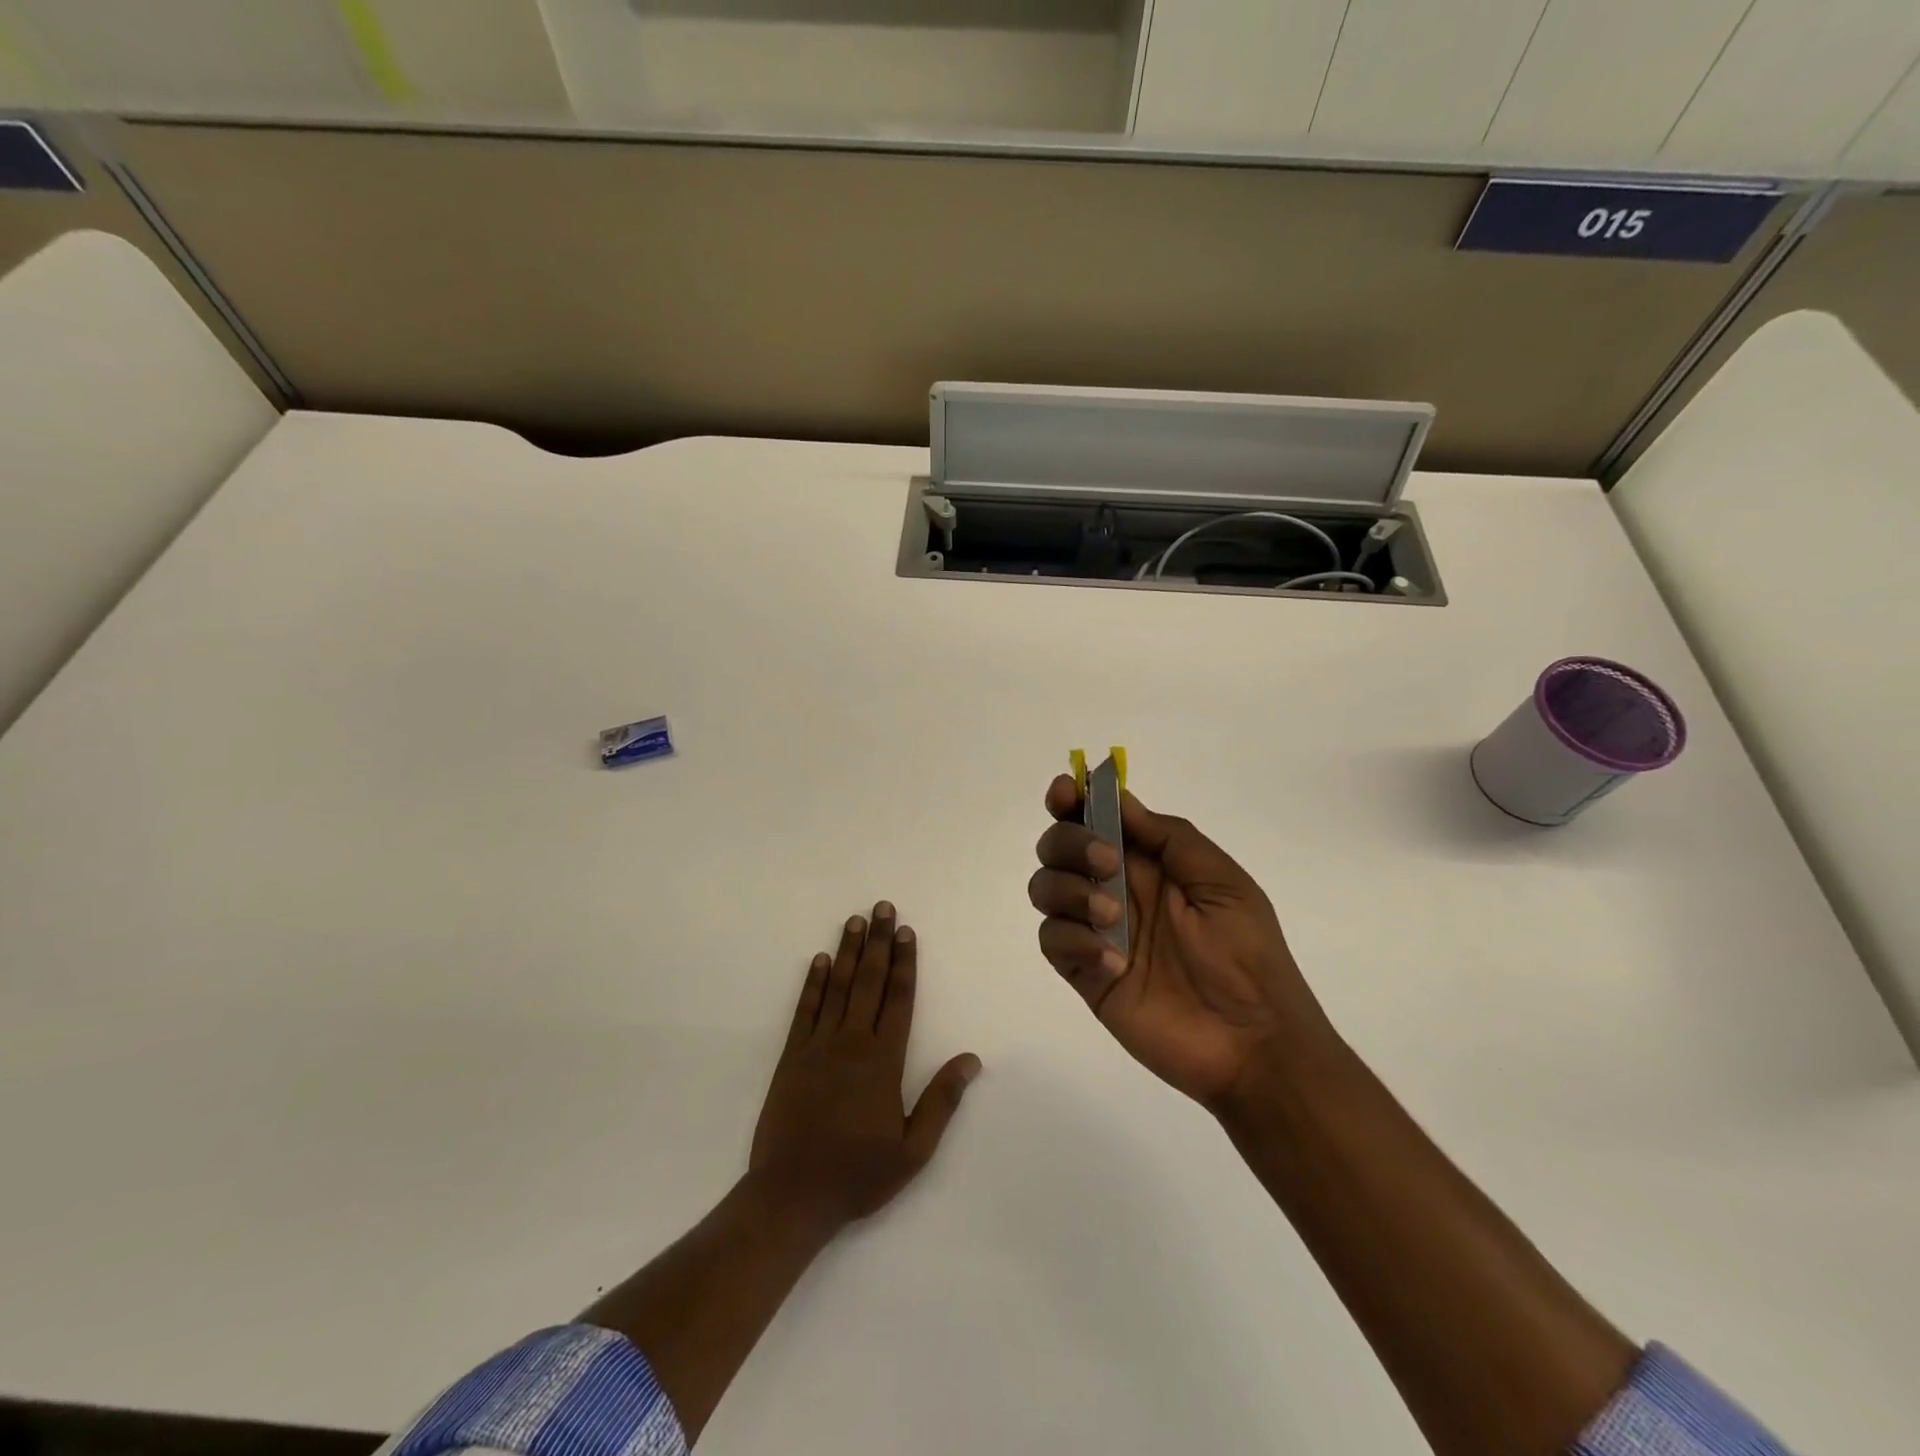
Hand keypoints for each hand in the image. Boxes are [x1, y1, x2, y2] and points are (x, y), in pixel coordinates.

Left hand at [749, 902, 980, 1234]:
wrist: (791, 1196)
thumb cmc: (858, 1174)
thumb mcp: (913, 1150)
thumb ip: (941, 1101)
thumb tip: (970, 1059)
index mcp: (884, 1061)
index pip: (898, 999)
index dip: (904, 963)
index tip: (907, 932)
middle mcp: (852, 1042)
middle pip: (868, 981)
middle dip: (878, 942)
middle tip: (883, 907)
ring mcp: (818, 1046)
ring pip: (838, 987)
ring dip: (848, 951)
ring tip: (855, 920)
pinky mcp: (791, 1056)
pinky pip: (805, 1010)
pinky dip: (813, 983)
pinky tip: (819, 960)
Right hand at [1028, 777, 1329, 1109]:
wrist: (1252, 1043)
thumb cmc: (1248, 955)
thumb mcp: (1223, 882)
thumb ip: (1170, 838)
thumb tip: (1120, 800)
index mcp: (1149, 862)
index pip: (1096, 818)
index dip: (1072, 800)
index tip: (1064, 792)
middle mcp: (1115, 888)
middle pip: (1058, 846)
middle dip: (1070, 842)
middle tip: (1107, 861)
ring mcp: (1095, 930)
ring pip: (1046, 888)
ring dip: (1069, 889)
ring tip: (1112, 917)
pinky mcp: (1085, 972)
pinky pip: (1052, 940)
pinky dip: (1074, 941)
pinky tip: (1113, 961)